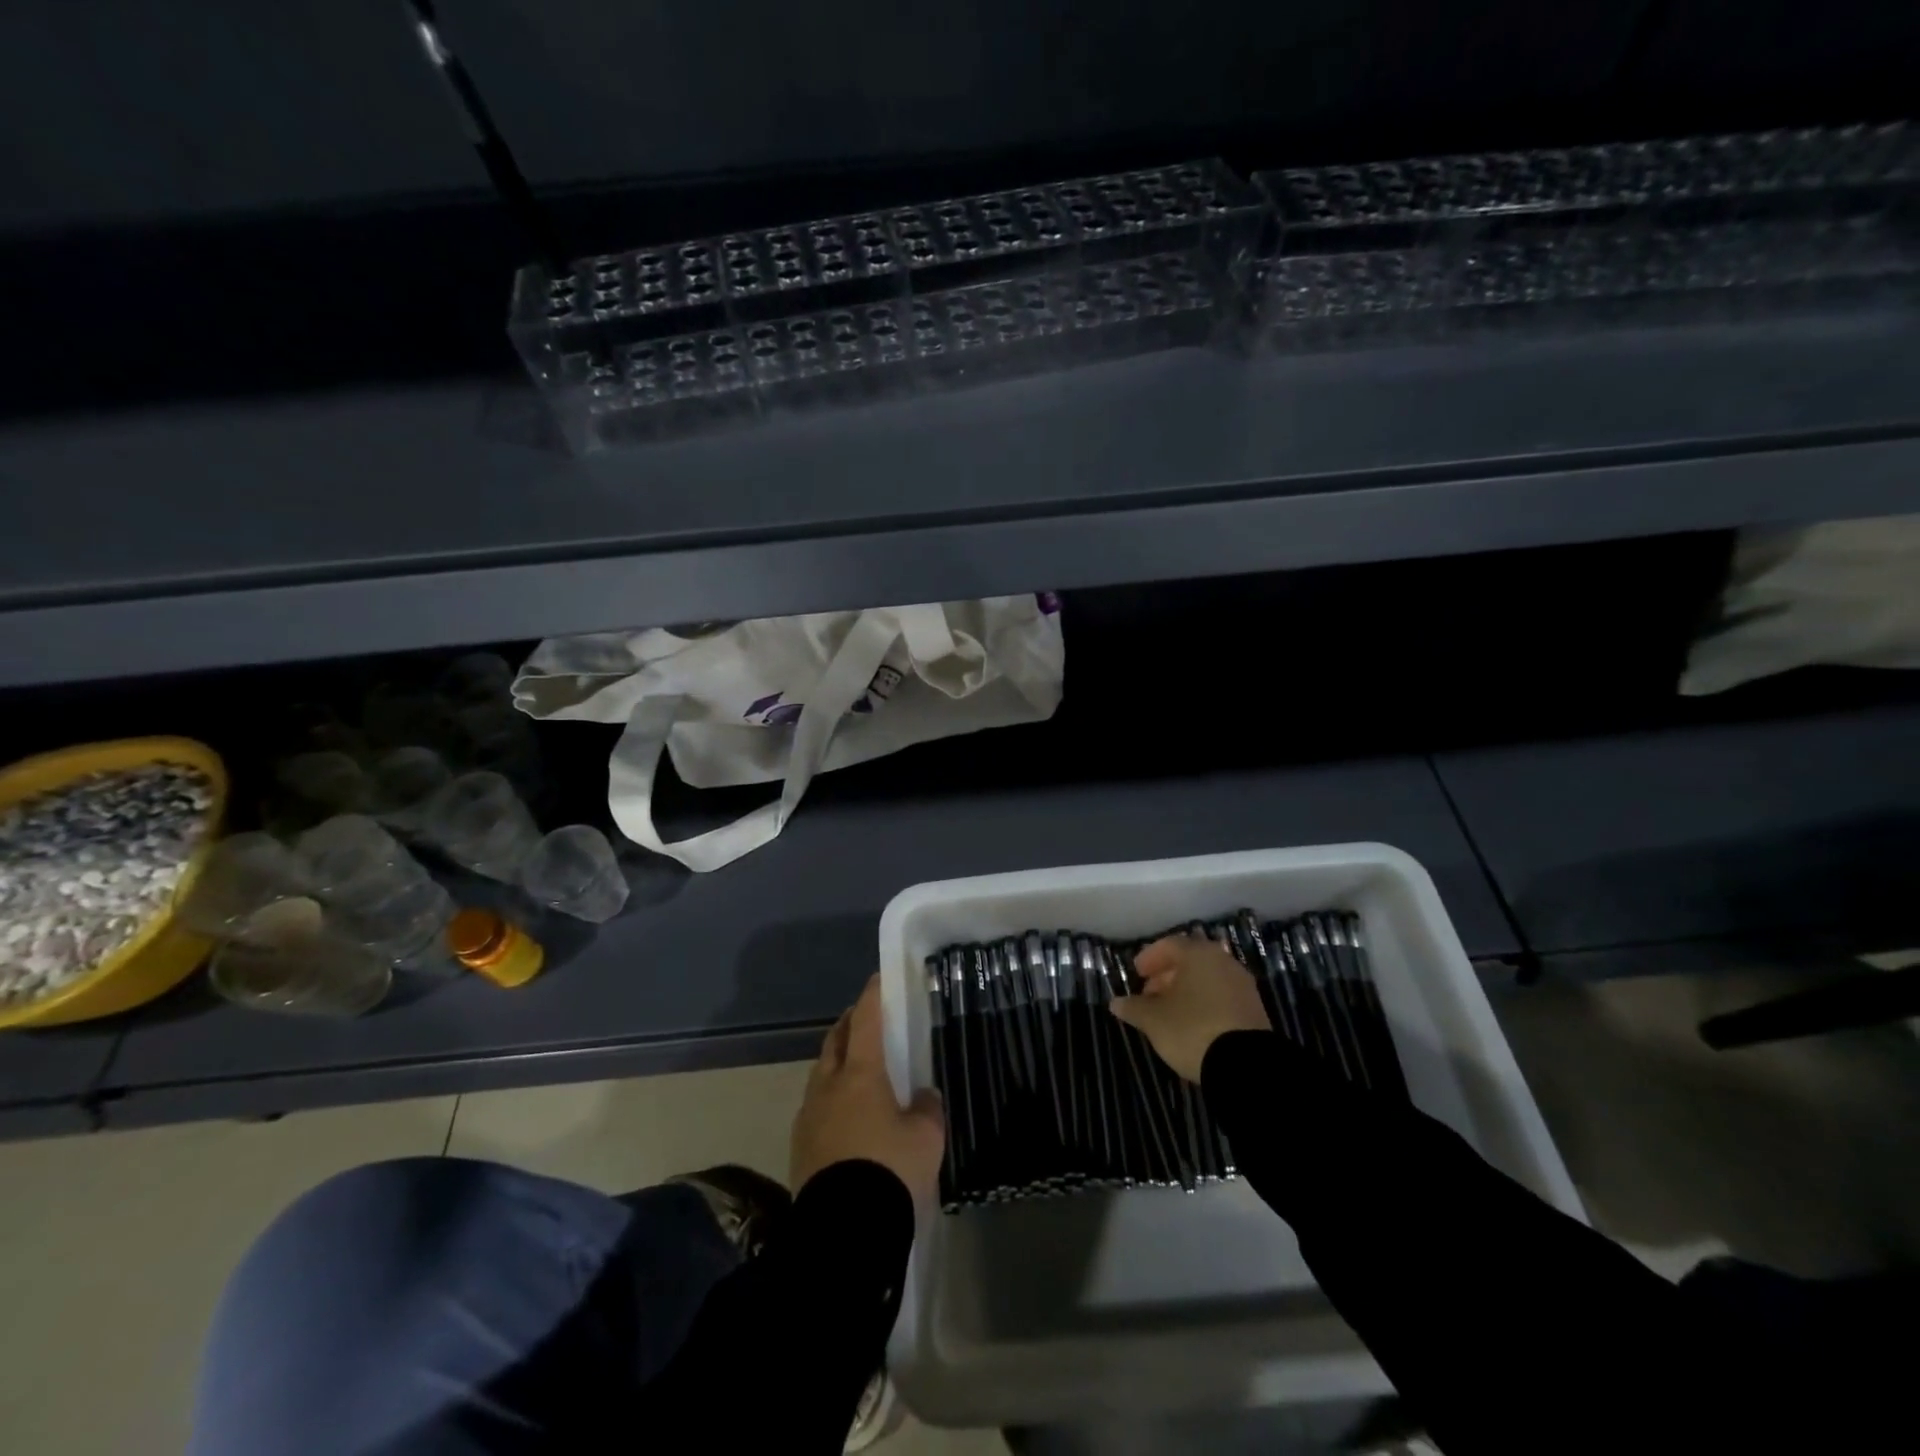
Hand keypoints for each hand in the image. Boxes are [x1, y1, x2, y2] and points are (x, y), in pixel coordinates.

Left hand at [790, 975, 945, 1205]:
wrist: (843, 1232)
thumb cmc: (890, 1170)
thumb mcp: (926, 1138)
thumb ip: (926, 1109)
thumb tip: (922, 1097)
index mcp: (860, 1074)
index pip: (865, 1022)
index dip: (872, 998)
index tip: (877, 980)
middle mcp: (828, 1086)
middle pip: (834, 1042)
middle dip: (848, 1026)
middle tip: (863, 1020)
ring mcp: (808, 1117)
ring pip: (821, 1074)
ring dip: (836, 1062)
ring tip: (855, 1068)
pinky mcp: (799, 1147)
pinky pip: (815, 1107)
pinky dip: (830, 1097)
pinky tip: (844, 1114)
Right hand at [1111, 935, 1270, 1081]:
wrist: (1245, 1066)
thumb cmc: (1192, 1029)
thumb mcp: (1154, 1020)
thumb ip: (1133, 1007)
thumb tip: (1116, 1002)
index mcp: (1199, 954)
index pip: (1169, 945)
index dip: (1149, 958)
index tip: (1137, 974)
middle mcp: (1224, 962)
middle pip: (1190, 961)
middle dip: (1166, 975)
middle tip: (1149, 993)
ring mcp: (1242, 986)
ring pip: (1207, 979)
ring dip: (1185, 990)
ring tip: (1167, 1012)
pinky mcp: (1254, 1010)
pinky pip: (1221, 996)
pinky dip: (1203, 1002)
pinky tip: (1191, 1023)